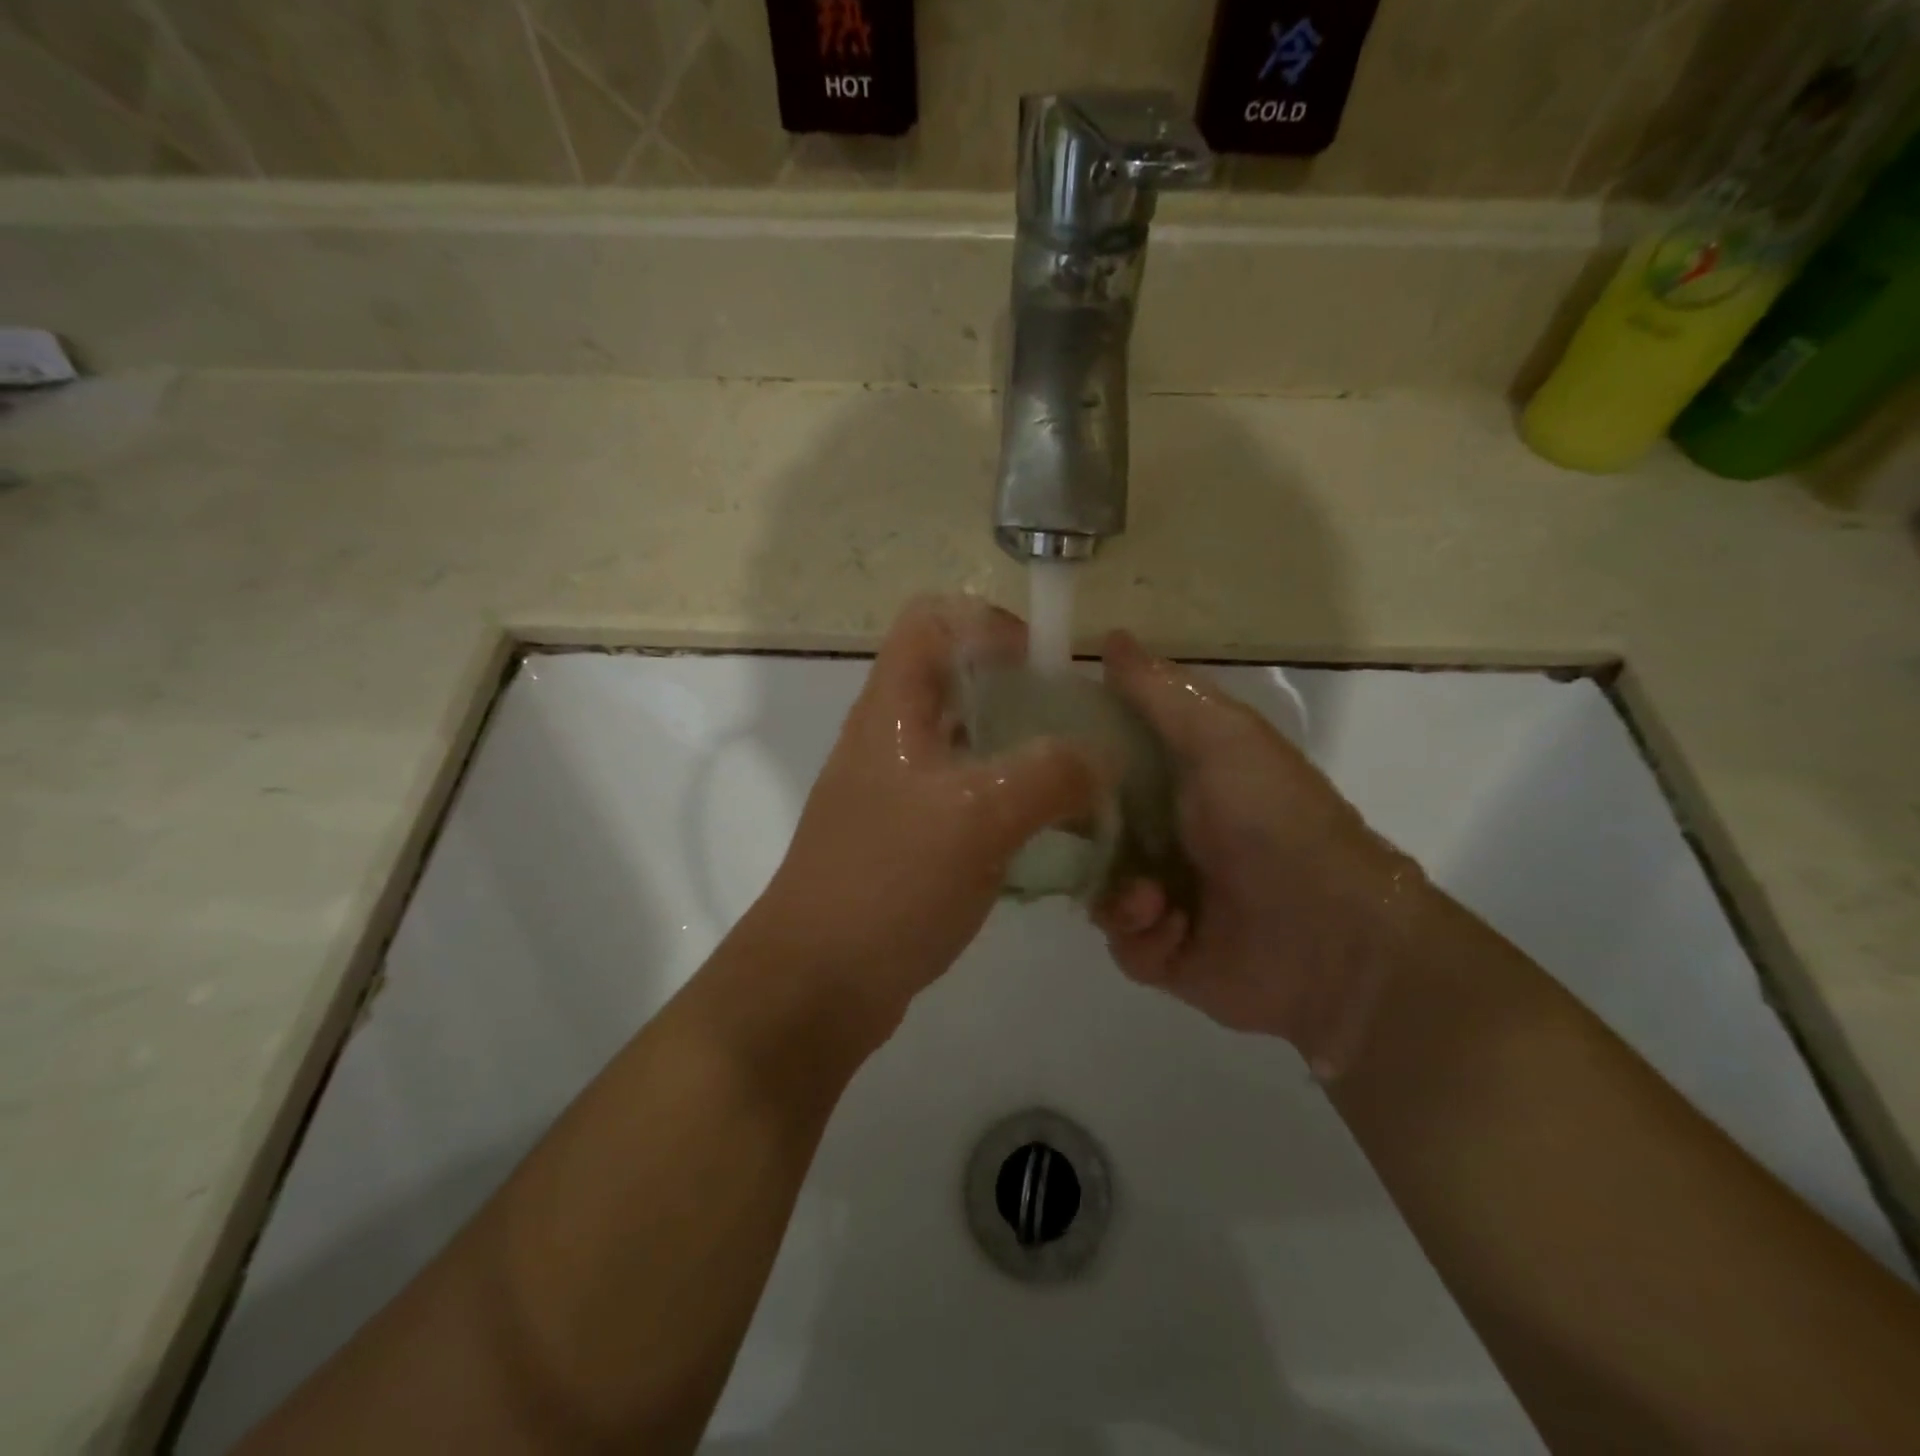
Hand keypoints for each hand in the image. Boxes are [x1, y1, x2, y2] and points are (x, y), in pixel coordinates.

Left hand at [748, 596, 1099, 1035]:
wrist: (816, 982)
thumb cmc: (890, 883)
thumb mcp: (979, 816)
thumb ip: (1050, 774)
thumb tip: (1100, 759)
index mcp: (892, 708)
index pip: (933, 619)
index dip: (990, 625)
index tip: (1044, 670)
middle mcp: (889, 736)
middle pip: (957, 680)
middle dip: (1021, 695)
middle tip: (1075, 734)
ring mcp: (894, 790)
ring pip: (966, 743)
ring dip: (1020, 754)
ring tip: (1073, 786)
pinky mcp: (905, 837)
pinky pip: (964, 797)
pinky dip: (1005, 803)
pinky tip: (1043, 837)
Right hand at [1093, 631, 1423, 1077]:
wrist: (1332, 935)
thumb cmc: (1272, 820)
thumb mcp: (1221, 737)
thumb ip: (1161, 693)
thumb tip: (1111, 636)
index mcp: (1173, 779)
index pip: (1098, 760)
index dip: (1066, 756)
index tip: (1031, 755)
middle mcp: (1160, 833)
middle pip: (1083, 826)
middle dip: (1075, 835)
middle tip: (1070, 836)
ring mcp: (1160, 895)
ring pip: (1094, 886)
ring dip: (1117, 893)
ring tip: (1153, 898)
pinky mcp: (1163, 951)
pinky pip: (1120, 940)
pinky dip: (1142, 935)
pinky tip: (1175, 928)